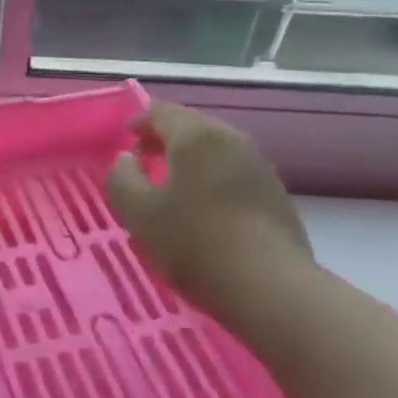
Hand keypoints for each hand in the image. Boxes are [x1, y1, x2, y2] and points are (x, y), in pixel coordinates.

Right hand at [103, 103, 311, 313]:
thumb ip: (121, 178)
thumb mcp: (138, 212)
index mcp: (196, 137)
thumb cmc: (193, 243)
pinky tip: (204, 212)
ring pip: (215, 151)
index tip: (124, 142)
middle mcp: (231, 140)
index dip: (138, 122)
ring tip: (171, 190)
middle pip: (192, 127)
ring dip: (190, 162)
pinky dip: (212, 181)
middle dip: (165, 140)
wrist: (268, 286)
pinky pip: (234, 174)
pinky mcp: (275, 195)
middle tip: (143, 164)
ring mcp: (259, 166)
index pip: (160, 111)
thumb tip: (125, 160)